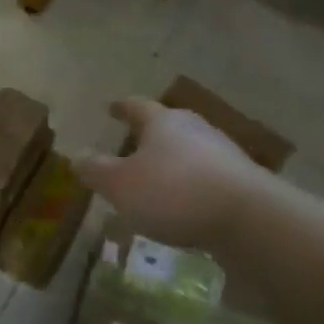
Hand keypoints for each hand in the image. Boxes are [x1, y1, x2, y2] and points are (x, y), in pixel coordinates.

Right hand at [73, 97, 261, 249]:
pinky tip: (183, 206)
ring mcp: (222, 153)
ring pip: (188, 151)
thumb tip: (76, 157)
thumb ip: (97, 171)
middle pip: (167, 126)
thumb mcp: (120, 185)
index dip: (121, 108)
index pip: (136, 106)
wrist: (248, 217)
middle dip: (148, 135)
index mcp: (162, 122)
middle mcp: (194, 129)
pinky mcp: (241, 181)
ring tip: (155, 180)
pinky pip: (206, 177)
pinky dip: (190, 186)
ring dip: (171, 162)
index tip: (111, 107)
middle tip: (132, 144)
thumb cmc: (173, 192)